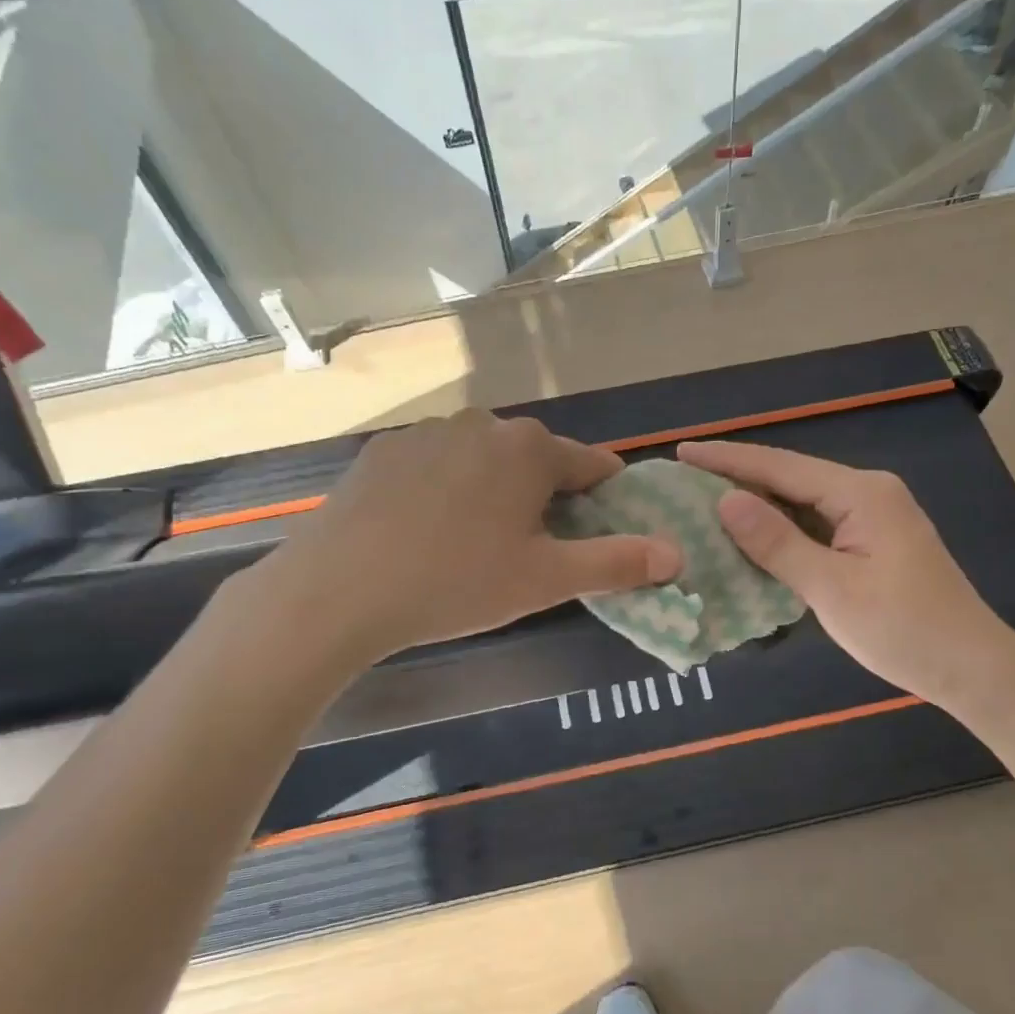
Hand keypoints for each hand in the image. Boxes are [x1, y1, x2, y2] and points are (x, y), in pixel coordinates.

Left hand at [245, 411, 681, 661]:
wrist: (337, 591)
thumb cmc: (456, 582)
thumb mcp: (546, 580)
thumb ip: (617, 562)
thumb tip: (677, 554)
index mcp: (530, 448)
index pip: (594, 465)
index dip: (606, 501)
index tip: (598, 534)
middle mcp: (483, 423)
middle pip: (538, 460)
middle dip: (547, 498)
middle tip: (531, 551)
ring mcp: (427, 432)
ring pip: (486, 460)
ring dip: (496, 491)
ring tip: (475, 545)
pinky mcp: (384, 450)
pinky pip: (438, 465)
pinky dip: (447, 489)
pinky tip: (425, 531)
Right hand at [677, 440, 1012, 703]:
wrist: (972, 669)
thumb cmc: (903, 629)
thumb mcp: (831, 588)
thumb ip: (777, 542)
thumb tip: (726, 501)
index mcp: (861, 493)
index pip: (780, 467)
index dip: (728, 460)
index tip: (683, 452)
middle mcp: (868, 493)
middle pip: (790, 478)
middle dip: (738, 478)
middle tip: (683, 480)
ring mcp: (873, 517)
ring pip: (802, 502)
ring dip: (758, 505)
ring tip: (704, 503)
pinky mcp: (874, 542)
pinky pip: (817, 525)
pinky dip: (782, 530)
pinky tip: (751, 537)